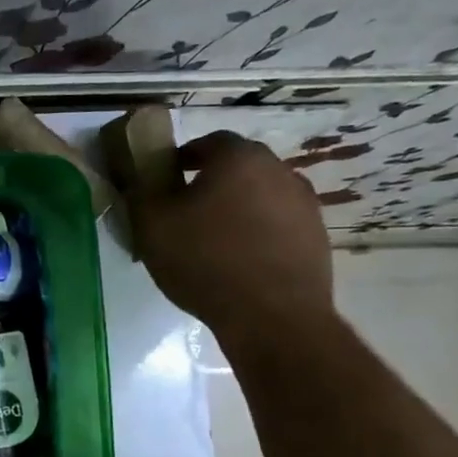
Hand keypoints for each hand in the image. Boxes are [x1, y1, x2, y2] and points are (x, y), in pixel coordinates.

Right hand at [132, 132, 334, 352]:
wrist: (271, 314)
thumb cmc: (204, 260)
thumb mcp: (152, 226)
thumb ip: (141, 193)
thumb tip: (141, 179)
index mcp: (238, 158)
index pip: (207, 142)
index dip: (182, 158)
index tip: (164, 180)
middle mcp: (278, 170)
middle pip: (237, 167)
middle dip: (210, 182)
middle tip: (184, 211)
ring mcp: (304, 203)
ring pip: (259, 195)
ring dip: (236, 208)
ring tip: (211, 240)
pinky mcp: (316, 236)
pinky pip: (277, 224)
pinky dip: (256, 232)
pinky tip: (237, 260)